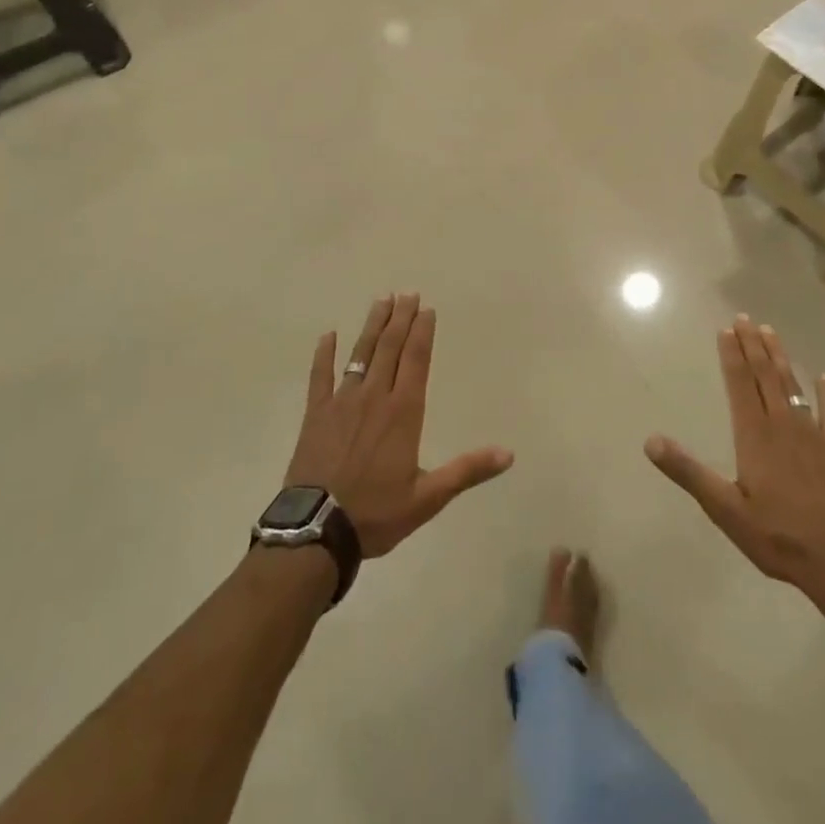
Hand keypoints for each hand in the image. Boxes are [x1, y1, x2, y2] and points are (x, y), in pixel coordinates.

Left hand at [285, 294, 512, 558]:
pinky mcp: (316, 414)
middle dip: (400, 319)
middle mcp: (374, 396)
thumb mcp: (429, 497)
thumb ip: (467, 470)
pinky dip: (324, 354)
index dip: (422, 333)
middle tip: (407, 293)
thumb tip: (508, 453)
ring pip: (360, 354)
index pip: (416, 360)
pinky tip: (328, 335)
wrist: (317, 530)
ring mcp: (342, 402)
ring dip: (371, 326)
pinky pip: (319, 376)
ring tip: (381, 301)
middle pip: (389, 348)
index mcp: (403, 412)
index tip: (426, 309)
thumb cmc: (376, 513)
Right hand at [646, 316, 824, 598]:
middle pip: (765, 377)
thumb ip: (689, 472)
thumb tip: (651, 441)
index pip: (739, 384)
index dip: (732, 356)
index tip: (726, 330)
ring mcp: (813, 437)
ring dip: (781, 359)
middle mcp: (783, 426)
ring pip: (794, 387)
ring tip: (771, 333)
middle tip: (745, 318)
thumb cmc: (778, 536)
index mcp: (755, 435)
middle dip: (753, 346)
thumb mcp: (725, 509)